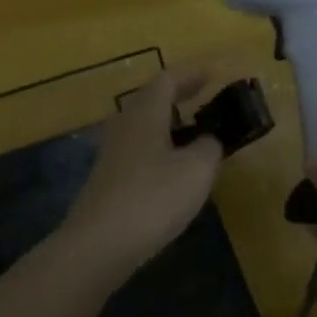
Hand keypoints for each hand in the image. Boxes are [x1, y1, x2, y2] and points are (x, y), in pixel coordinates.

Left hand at [61, 69, 224, 277]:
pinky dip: (162, 145)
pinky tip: (176, 166)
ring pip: (145, 124)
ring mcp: (113, 153)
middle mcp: (125, 125)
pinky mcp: (110, 179)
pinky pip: (141, 149)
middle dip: (181, 93)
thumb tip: (208, 140)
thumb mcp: (197, 169)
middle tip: (207, 93)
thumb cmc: (153, 198)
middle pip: (153, 98)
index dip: (194, 72)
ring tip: (196, 129)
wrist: (99, 245)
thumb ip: (209, 146)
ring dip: (170, 120)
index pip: (169, 78)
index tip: (217, 71)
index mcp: (145, 113)